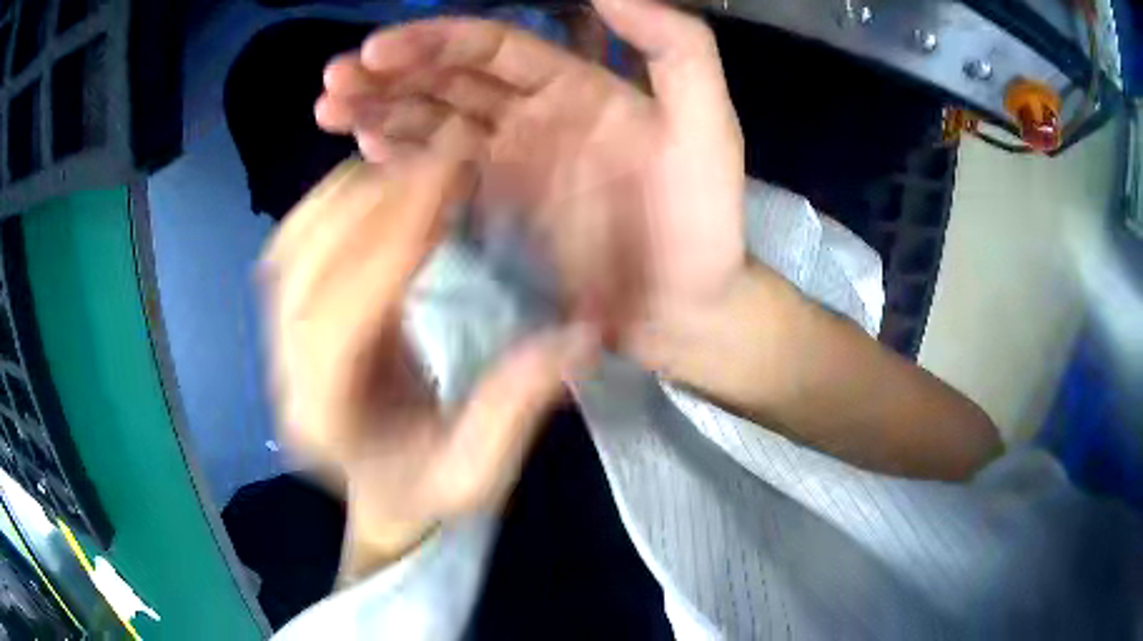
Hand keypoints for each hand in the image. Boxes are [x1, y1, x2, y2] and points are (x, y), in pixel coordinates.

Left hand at [260, 146, 592, 578]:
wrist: (375, 493)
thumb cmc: (421, 491)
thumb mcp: (477, 473)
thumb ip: (516, 407)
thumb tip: (579, 335)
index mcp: (327, 415)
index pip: (346, 313)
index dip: (397, 238)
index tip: (450, 178)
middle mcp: (286, 370)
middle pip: (308, 265)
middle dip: (376, 202)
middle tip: (443, 161)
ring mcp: (275, 339)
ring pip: (292, 244)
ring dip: (351, 195)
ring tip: (415, 168)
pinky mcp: (284, 316)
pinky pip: (292, 241)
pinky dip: (331, 203)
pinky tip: (375, 187)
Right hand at [314, 0, 745, 352]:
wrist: (689, 307)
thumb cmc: (703, 220)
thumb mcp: (708, 125)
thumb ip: (674, 47)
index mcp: (576, 87)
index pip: (493, 47)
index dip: (436, 42)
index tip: (377, 49)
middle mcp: (534, 116)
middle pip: (449, 80)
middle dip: (389, 74)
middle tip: (333, 79)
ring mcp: (510, 164)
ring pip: (432, 122)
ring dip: (380, 111)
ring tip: (329, 109)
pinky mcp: (497, 210)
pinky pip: (439, 173)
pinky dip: (400, 158)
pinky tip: (364, 147)